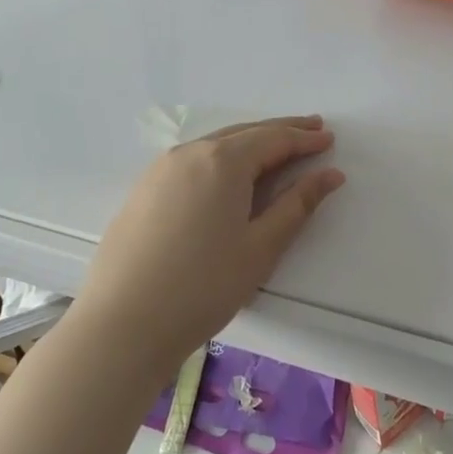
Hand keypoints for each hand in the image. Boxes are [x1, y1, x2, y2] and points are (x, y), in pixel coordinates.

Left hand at [76, 116, 345, 377]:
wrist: (122, 324)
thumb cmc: (203, 286)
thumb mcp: (261, 246)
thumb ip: (298, 205)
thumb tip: (330, 174)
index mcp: (223, 161)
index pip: (273, 139)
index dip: (304, 139)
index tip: (329, 139)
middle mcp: (190, 153)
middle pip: (244, 133)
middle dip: (280, 131)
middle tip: (311, 129)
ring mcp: (161, 170)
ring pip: (216, 144)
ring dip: (250, 142)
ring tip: (275, 147)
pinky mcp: (143, 190)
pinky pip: (193, 160)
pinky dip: (221, 157)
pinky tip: (229, 172)